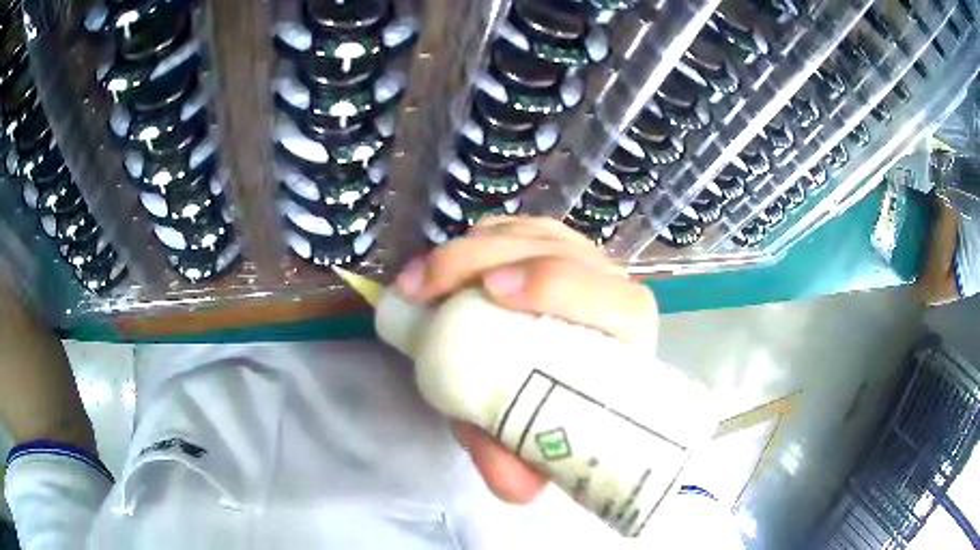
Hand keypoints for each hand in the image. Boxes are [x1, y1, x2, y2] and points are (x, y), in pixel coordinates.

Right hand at [393, 216, 658, 503]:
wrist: (553, 377)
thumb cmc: (553, 406)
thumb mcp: (527, 439)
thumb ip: (519, 461)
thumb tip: (516, 490)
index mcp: (626, 335)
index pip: (614, 299)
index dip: (558, 284)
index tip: (495, 292)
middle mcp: (609, 286)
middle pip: (557, 252)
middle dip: (484, 259)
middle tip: (427, 288)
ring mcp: (579, 258)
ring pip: (528, 234)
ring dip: (468, 249)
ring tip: (417, 281)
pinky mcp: (549, 245)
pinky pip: (513, 229)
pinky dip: (474, 240)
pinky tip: (442, 265)